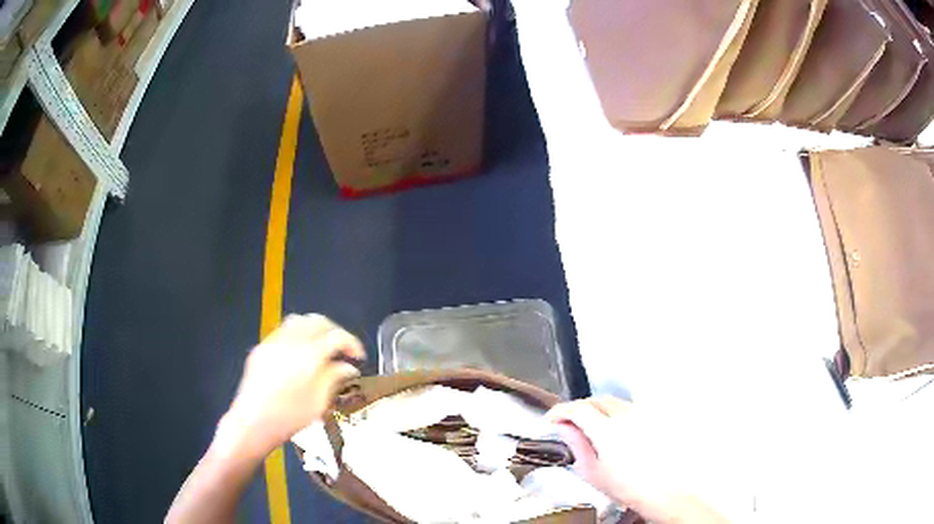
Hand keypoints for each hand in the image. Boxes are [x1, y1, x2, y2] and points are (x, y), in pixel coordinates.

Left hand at [217, 314, 364, 458]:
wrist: (252, 423)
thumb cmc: (289, 419)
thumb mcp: (318, 403)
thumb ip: (334, 378)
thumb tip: (349, 367)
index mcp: (308, 357)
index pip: (336, 336)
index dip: (351, 343)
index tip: (358, 357)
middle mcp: (290, 342)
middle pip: (318, 321)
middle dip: (334, 331)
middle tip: (342, 349)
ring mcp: (272, 342)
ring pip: (299, 320)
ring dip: (315, 328)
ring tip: (321, 347)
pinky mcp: (261, 348)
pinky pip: (282, 330)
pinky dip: (297, 334)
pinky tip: (299, 354)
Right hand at [548, 398, 729, 523]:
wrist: (663, 491)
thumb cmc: (628, 487)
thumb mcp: (593, 471)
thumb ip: (576, 445)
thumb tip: (564, 428)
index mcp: (607, 430)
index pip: (578, 409)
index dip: (561, 411)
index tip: (552, 418)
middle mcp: (626, 416)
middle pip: (596, 400)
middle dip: (579, 407)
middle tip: (568, 421)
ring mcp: (642, 415)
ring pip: (613, 402)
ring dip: (597, 409)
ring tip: (590, 426)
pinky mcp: (654, 418)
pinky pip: (629, 408)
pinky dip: (615, 413)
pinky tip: (614, 429)